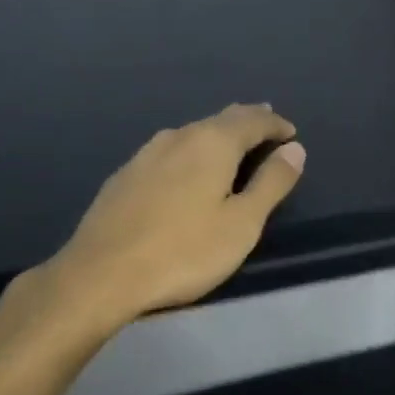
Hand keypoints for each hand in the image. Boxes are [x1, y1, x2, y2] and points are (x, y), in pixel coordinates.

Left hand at [26, 104, 305, 331]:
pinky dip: (190, 152)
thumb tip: (295, 149)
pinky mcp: (124, 175)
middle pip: (221, 119)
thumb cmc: (183, 251)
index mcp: (212, 142)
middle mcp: (179, 136)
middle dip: (247, 122)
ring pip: (192, 133)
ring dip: (217, 135)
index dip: (276, 125)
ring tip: (231, 145)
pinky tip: (185, 169)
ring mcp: (146, 154)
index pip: (253, 120)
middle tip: (266, 126)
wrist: (99, 275)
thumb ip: (272, 183)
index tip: (291, 133)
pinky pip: (169, 151)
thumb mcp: (242, 223)